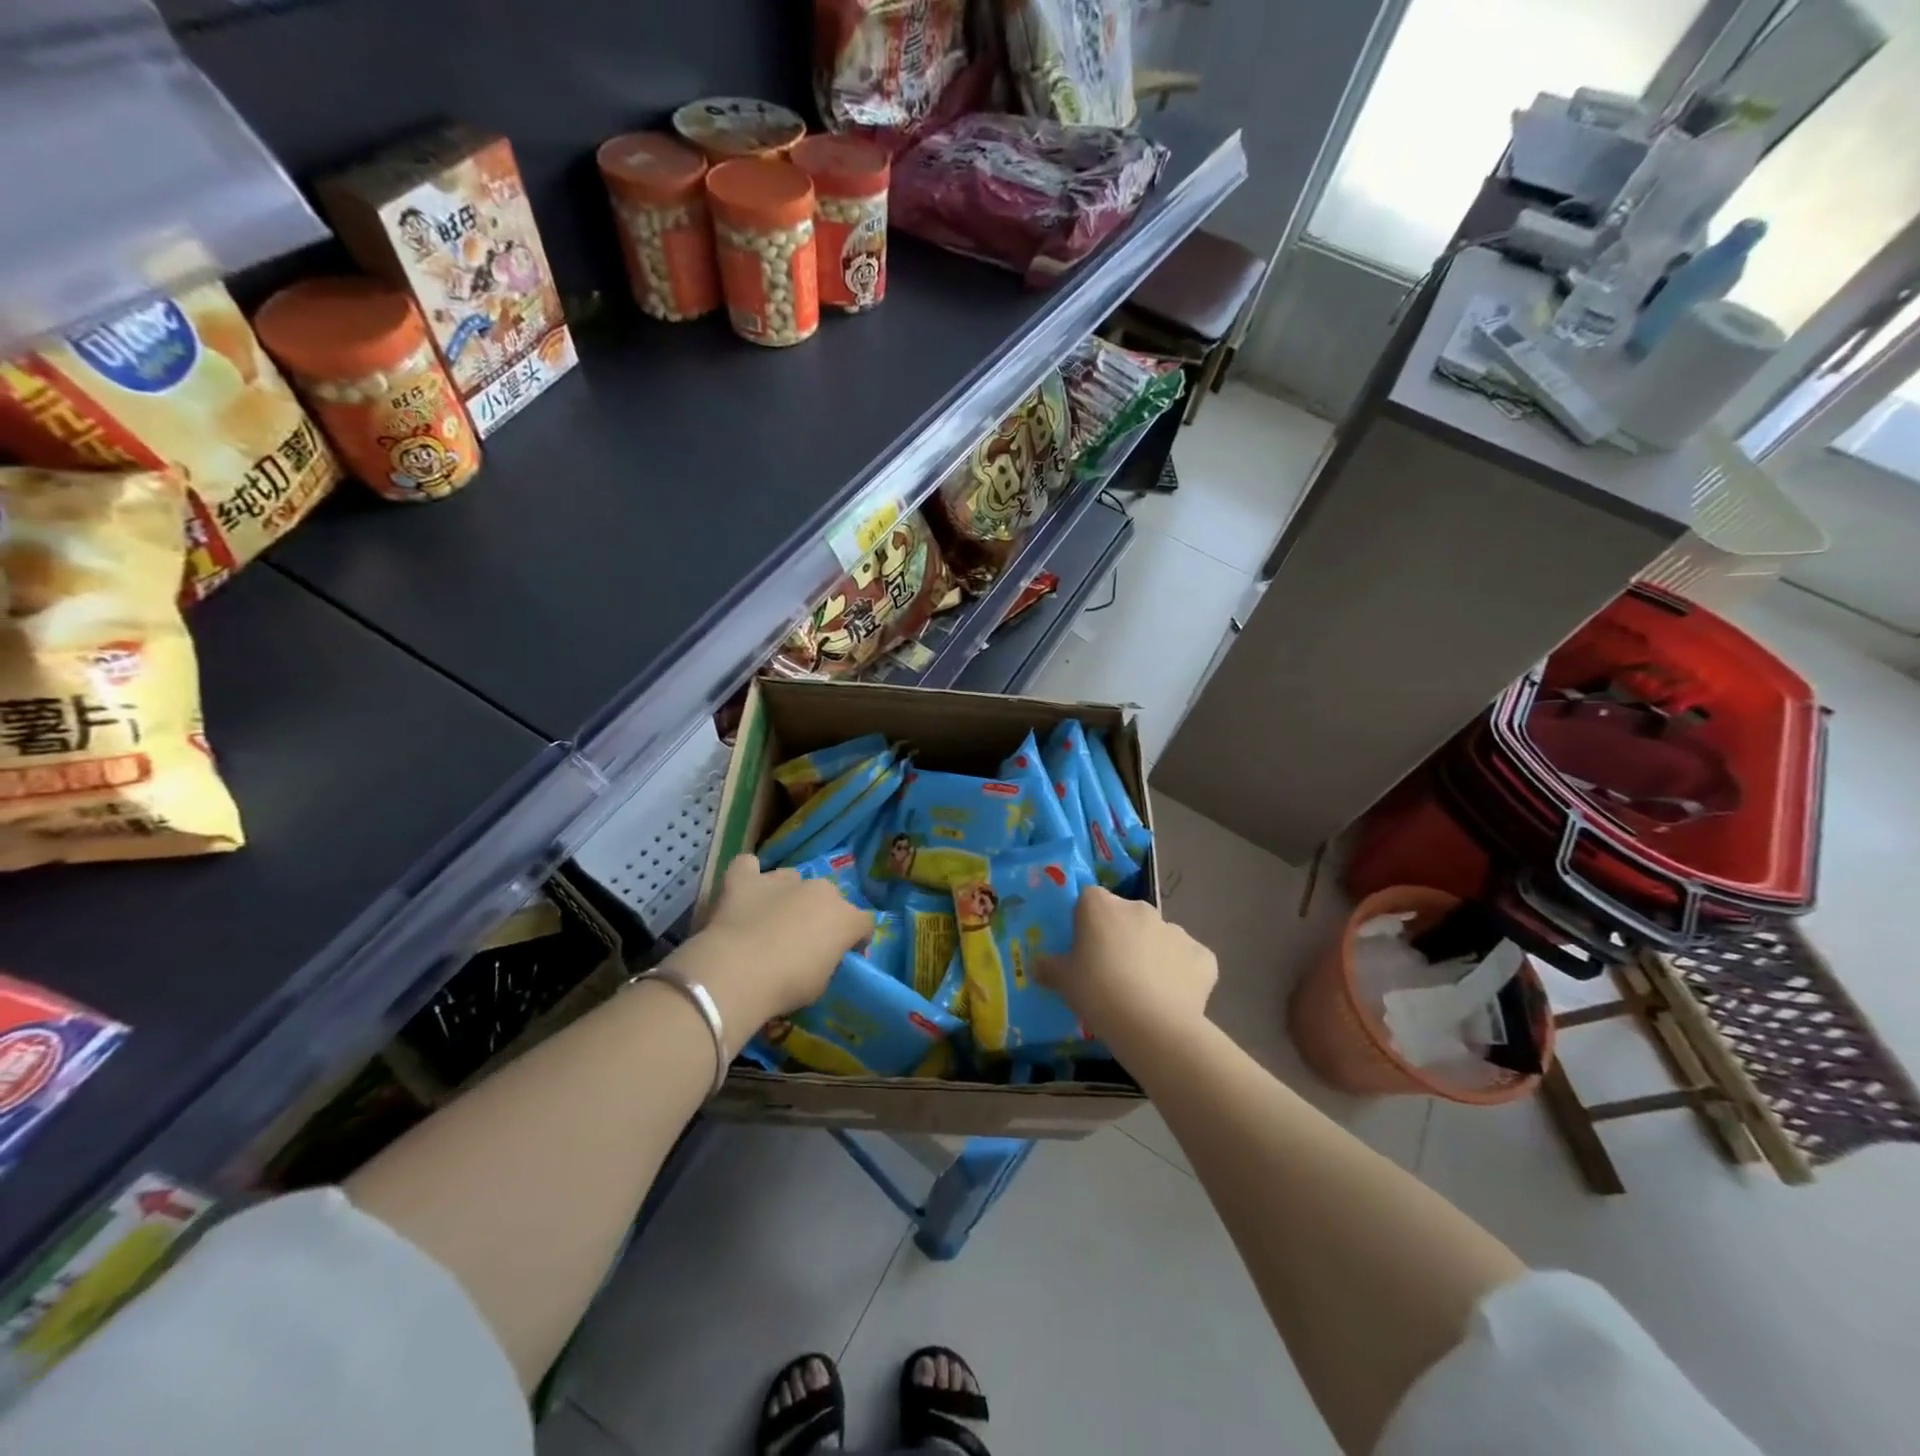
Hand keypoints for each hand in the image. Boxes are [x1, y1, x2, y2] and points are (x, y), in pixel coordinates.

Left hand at [671, 855, 872, 1035]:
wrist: (739, 973)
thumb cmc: (788, 985)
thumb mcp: (821, 984)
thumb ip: (827, 961)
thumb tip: (820, 955)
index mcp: (844, 916)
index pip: (863, 922)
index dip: (855, 939)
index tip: (844, 955)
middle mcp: (818, 890)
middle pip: (828, 897)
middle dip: (820, 914)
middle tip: (803, 940)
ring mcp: (781, 880)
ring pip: (791, 879)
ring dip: (787, 895)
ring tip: (771, 918)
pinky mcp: (745, 880)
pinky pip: (748, 867)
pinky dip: (748, 876)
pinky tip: (745, 889)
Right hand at [1035, 888, 1215, 1041]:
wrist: (1152, 1026)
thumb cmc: (1098, 993)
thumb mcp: (1063, 982)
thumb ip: (1049, 968)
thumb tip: (1038, 965)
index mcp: (1102, 906)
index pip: (1089, 899)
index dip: (1086, 921)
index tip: (1083, 947)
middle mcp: (1140, 908)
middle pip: (1126, 916)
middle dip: (1121, 936)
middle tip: (1111, 971)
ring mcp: (1175, 930)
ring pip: (1158, 937)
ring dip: (1152, 954)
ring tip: (1144, 990)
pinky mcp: (1202, 955)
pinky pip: (1188, 959)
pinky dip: (1182, 973)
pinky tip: (1174, 997)